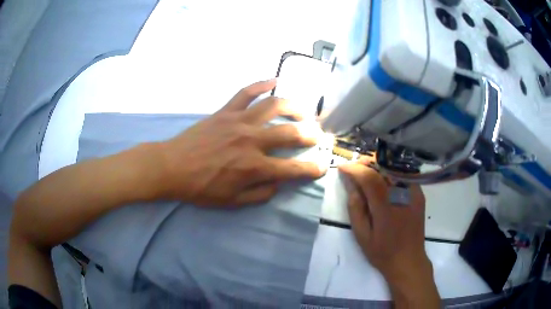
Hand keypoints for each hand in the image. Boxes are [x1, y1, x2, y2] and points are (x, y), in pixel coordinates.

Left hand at [158, 79, 324, 206]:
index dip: (311, 169)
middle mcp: (251, 140)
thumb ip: (260, 194)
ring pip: (273, 106)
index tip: (322, 167)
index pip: (292, 168)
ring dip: (294, 107)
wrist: (172, 167)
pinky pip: (246, 93)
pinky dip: (261, 84)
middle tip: (318, 136)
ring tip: (304, 111)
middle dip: (310, 135)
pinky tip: (274, 81)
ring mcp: (239, 122)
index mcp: (254, 167)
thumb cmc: (201, 188)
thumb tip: (278, 183)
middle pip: (290, 132)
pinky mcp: (225, 111)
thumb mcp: (232, 201)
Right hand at [339, 163, 439, 307]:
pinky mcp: (419, 194)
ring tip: (366, 173)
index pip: (369, 177)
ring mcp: (413, 192)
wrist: (408, 260)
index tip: (342, 167)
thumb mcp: (362, 235)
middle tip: (353, 169)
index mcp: (386, 206)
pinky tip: (383, 181)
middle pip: (383, 166)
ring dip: (378, 166)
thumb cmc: (382, 251)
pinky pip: (403, 175)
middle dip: (366, 163)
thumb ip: (355, 208)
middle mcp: (402, 194)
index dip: (354, 169)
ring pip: (394, 168)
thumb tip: (351, 184)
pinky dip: (390, 173)